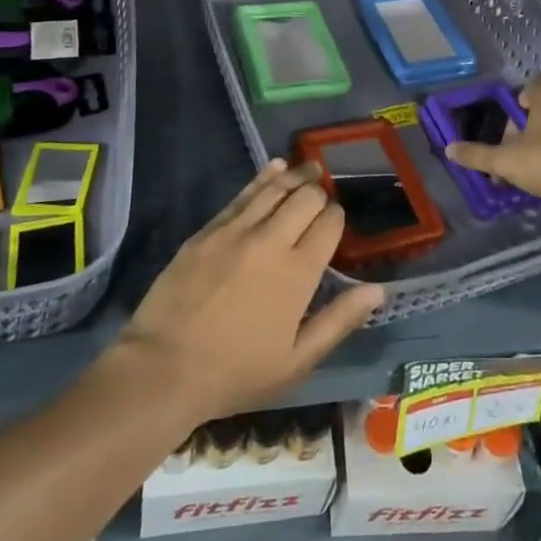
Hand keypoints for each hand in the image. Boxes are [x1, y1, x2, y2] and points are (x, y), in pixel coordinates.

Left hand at [120, 159, 383, 421]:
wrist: (163, 369)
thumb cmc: (235, 373)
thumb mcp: (296, 362)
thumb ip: (339, 321)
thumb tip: (378, 290)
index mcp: (298, 273)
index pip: (330, 224)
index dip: (337, 218)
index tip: (335, 225)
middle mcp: (272, 240)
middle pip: (306, 198)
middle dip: (319, 194)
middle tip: (321, 199)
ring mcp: (237, 230)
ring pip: (275, 188)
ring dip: (296, 176)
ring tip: (309, 168)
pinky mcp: (209, 229)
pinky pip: (243, 194)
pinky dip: (263, 177)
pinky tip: (274, 167)